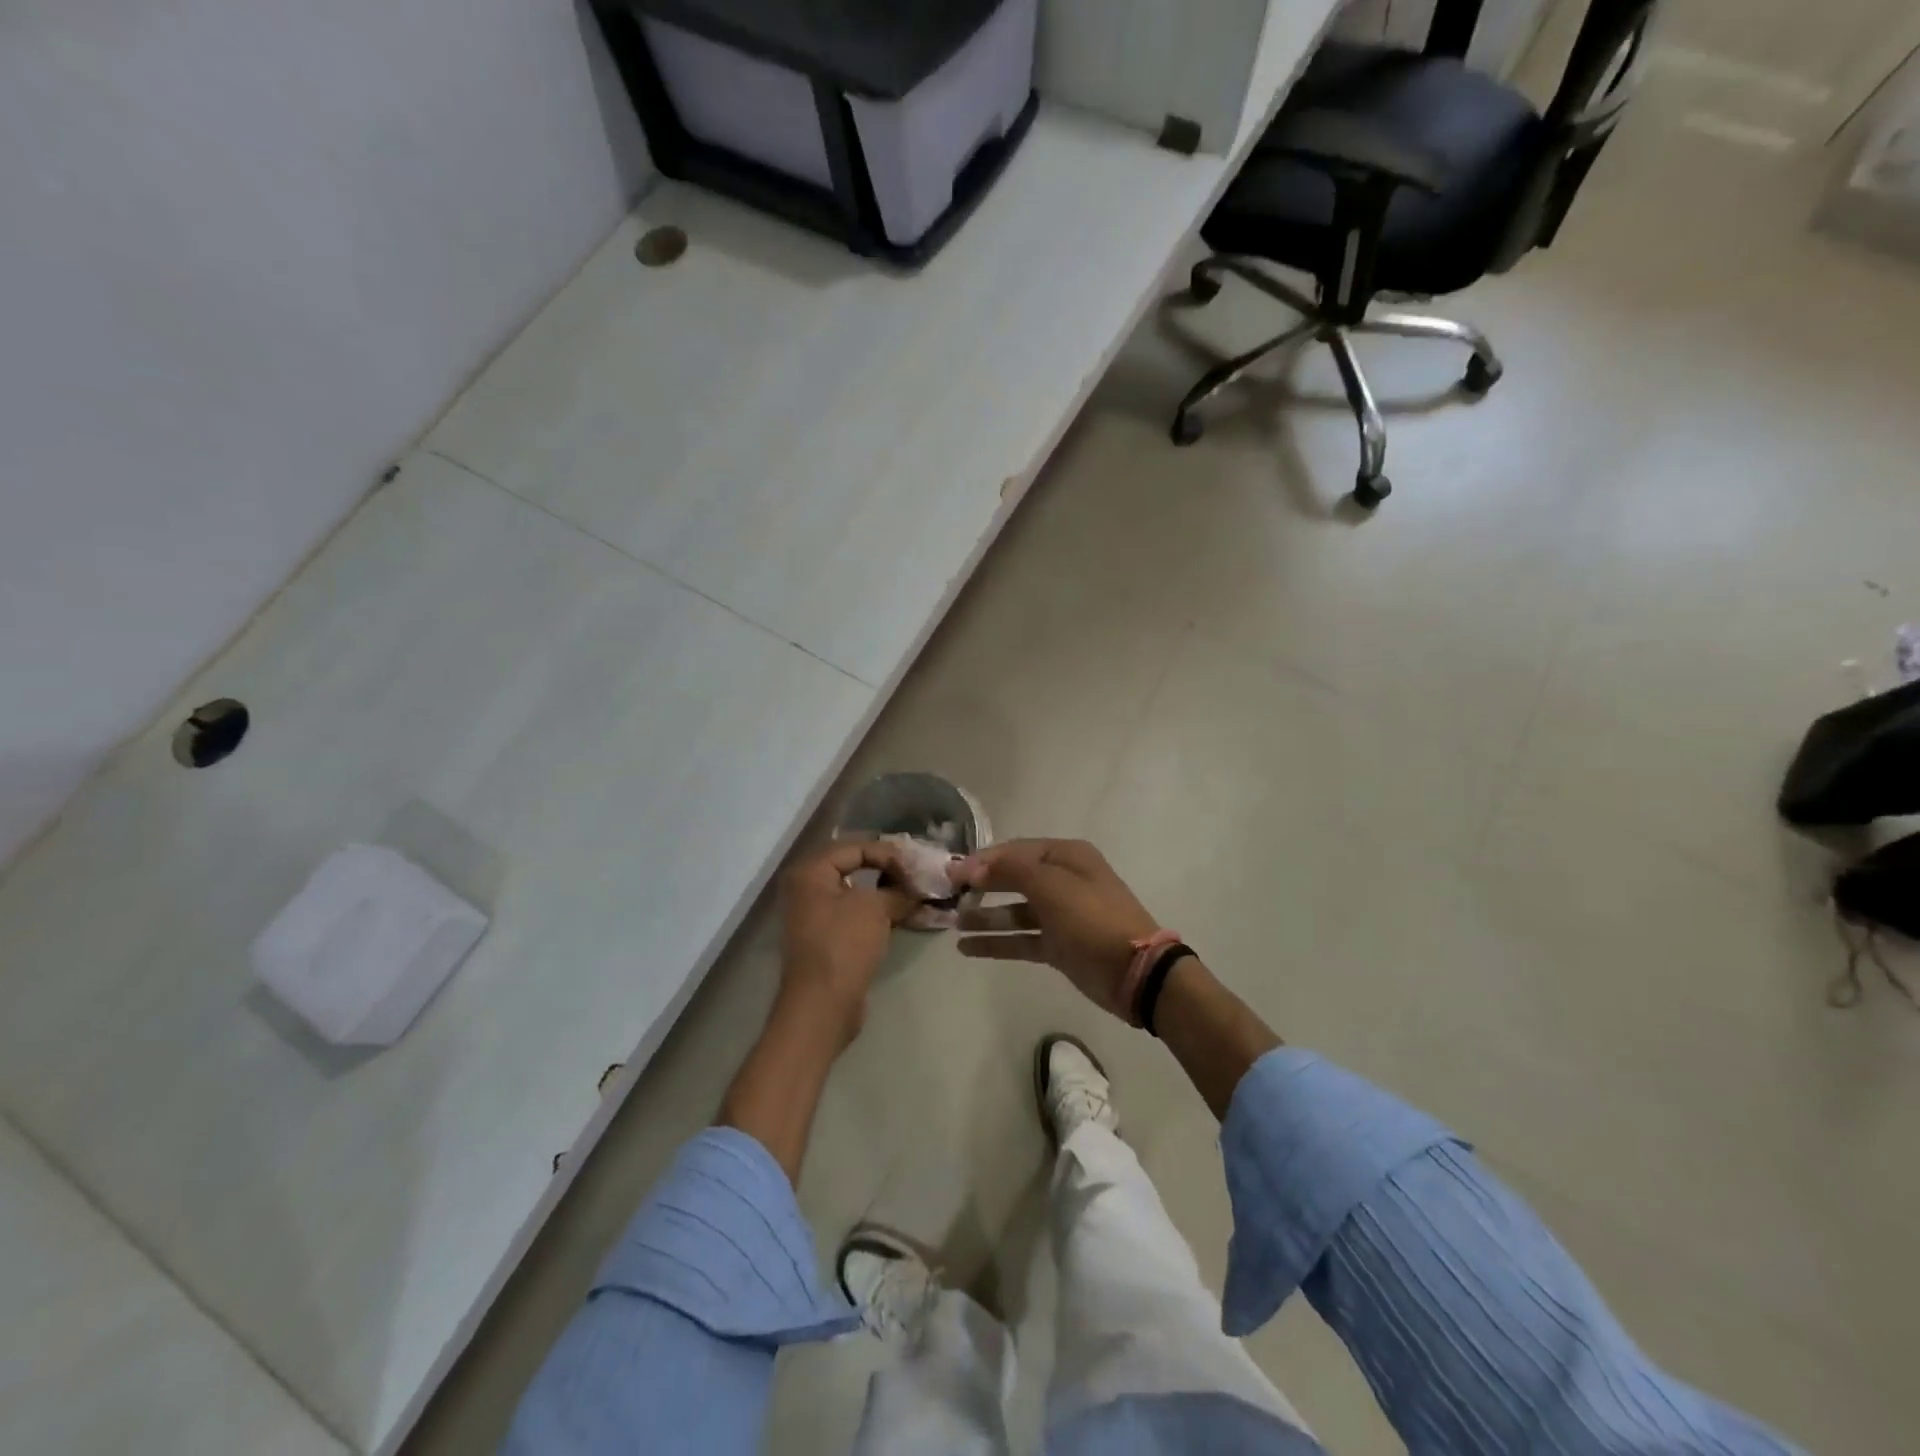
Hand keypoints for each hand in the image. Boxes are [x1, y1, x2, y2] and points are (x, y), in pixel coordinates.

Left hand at [775, 840, 915, 1049]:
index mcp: (811, 872)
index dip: (889, 853)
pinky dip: (879, 912)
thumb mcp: (875, 908)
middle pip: (855, 866)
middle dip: (889, 870)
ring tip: (918, 894)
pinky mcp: (827, 938)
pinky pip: (856, 914)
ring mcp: (815, 915)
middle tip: (919, 874)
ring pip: (858, 892)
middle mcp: (807, 888)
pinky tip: (906, 915)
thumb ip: (898, 890)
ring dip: (887, 892)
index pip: (856, 847)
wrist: (822, 1005)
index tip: (918, 865)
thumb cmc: (844, 945)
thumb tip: (917, 889)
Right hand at [951, 839, 1159, 1019]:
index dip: (982, 860)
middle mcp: (1062, 880)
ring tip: (954, 922)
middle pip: (1013, 878)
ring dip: (985, 915)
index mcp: (1066, 856)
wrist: (1135, 971)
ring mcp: (1060, 914)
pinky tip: (967, 947)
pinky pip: (1021, 938)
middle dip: (981, 885)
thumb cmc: (1092, 918)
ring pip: (1014, 910)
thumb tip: (973, 866)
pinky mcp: (1058, 945)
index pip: (1015, 850)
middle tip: (948, 894)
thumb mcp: (1052, 885)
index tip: (952, 873)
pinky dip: (996, 941)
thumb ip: (1010, 870)